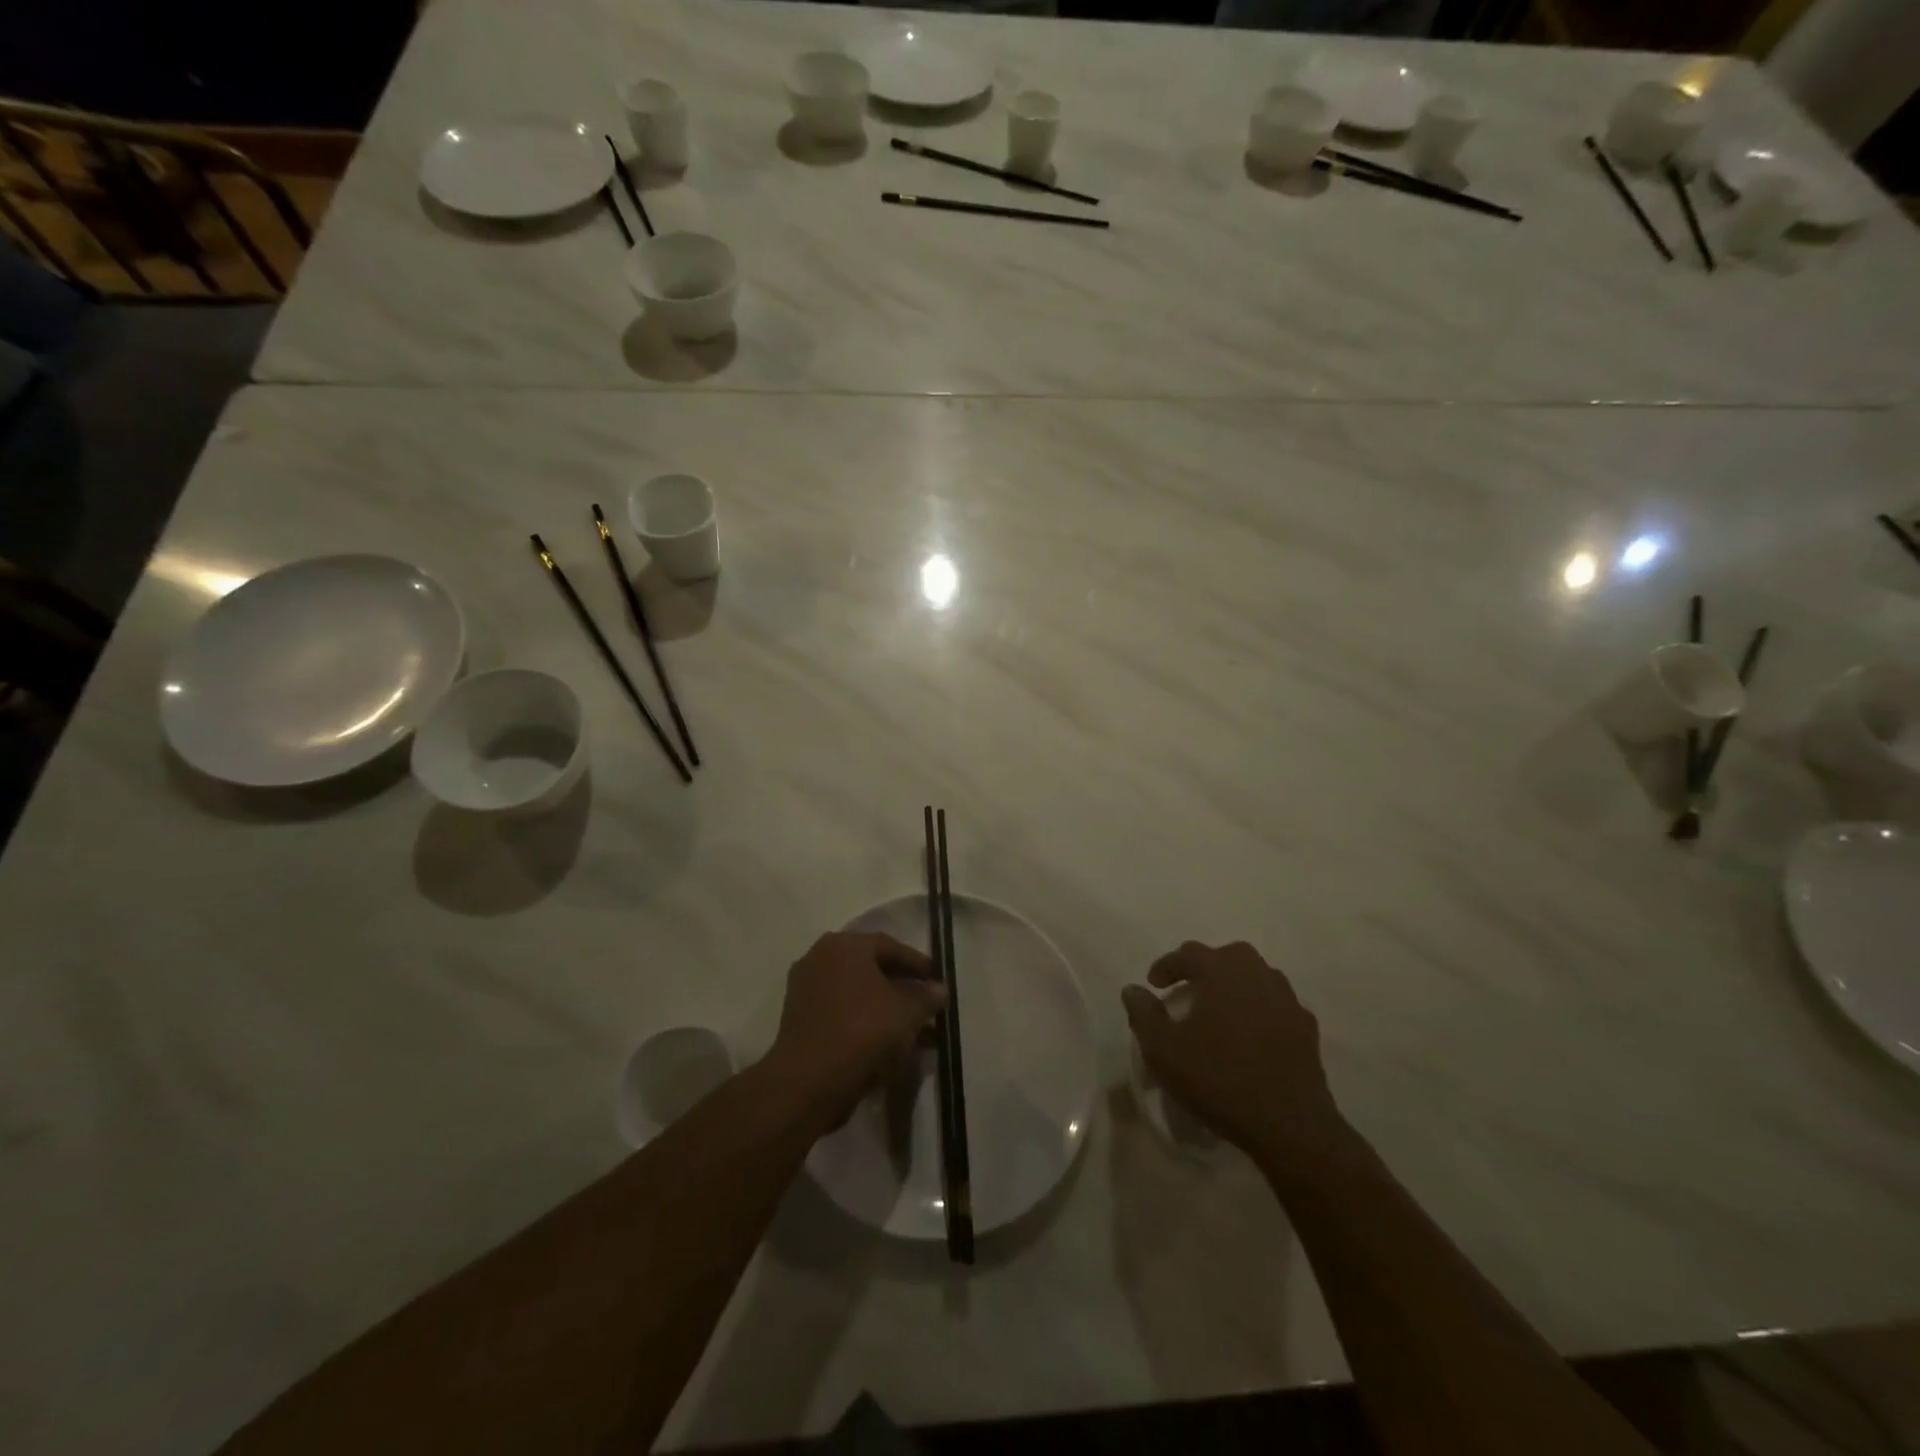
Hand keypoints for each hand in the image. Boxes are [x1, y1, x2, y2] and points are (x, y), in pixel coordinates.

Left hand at [766, 932, 946, 1129]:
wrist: (808, 1082)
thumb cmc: (862, 1032)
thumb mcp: (907, 1013)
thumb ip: (927, 997)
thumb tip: (939, 989)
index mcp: (844, 945)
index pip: (889, 946)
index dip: (917, 964)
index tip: (937, 980)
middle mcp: (820, 958)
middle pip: (871, 969)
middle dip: (902, 988)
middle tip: (926, 1004)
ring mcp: (806, 990)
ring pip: (857, 994)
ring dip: (886, 1009)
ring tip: (915, 1031)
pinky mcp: (799, 1021)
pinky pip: (842, 1013)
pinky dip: (865, 1023)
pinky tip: (889, 1045)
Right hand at [1122, 941, 1347, 1165]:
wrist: (1290, 1126)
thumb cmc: (1219, 1079)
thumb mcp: (1164, 1050)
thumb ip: (1143, 1014)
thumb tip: (1133, 989)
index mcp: (1223, 972)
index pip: (1189, 953)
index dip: (1166, 966)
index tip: (1153, 985)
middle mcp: (1258, 975)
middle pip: (1227, 956)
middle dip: (1204, 967)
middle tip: (1187, 989)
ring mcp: (1288, 1000)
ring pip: (1256, 977)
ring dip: (1234, 985)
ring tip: (1218, 1010)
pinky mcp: (1307, 1029)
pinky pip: (1276, 1005)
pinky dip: (1259, 1009)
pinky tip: (1250, 1034)